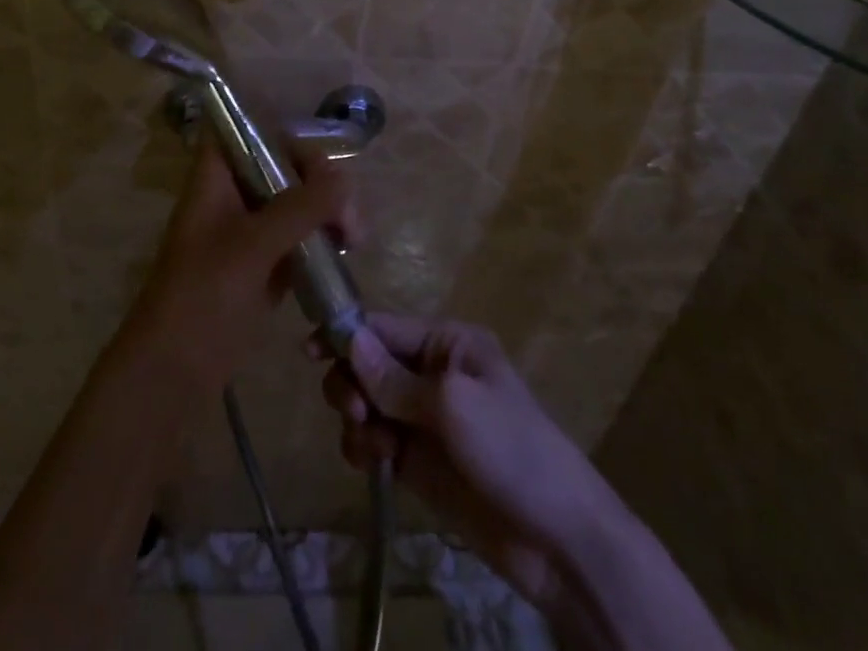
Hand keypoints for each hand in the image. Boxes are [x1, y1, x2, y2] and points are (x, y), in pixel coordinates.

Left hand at [124, 137, 356, 398]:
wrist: (171, 374)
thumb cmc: (202, 297)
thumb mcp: (252, 246)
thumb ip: (300, 208)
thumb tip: (344, 179)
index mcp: (216, 178)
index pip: (250, 129)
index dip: (284, 134)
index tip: (322, 163)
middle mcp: (231, 195)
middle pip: (281, 166)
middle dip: (320, 183)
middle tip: (349, 218)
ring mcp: (246, 232)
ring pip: (293, 203)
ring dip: (325, 213)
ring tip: (353, 240)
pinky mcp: (259, 266)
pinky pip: (296, 238)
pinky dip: (319, 241)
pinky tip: (342, 256)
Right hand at [316, 316, 622, 614]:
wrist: (558, 540)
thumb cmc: (511, 449)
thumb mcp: (452, 405)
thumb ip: (394, 378)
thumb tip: (349, 340)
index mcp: (447, 343)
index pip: (384, 327)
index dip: (346, 334)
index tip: (309, 351)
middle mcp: (432, 372)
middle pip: (369, 363)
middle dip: (351, 382)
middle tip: (352, 411)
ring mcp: (424, 419)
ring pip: (367, 402)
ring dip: (356, 417)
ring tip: (370, 444)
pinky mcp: (417, 461)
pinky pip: (375, 440)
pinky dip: (365, 447)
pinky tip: (374, 463)